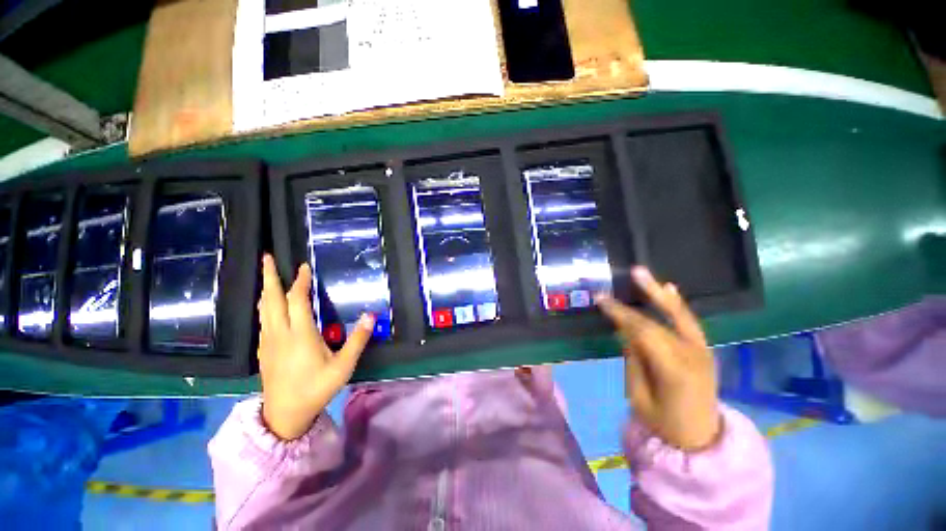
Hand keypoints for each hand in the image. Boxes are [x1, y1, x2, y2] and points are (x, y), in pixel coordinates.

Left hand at [257, 254, 374, 440]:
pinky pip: (262, 320)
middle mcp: (280, 333)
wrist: (285, 415)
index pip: (297, 299)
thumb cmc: (317, 388)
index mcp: (300, 334)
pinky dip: (265, 305)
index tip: (303, 266)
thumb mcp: (343, 365)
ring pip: (263, 309)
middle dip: (270, 277)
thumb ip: (358, 339)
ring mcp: (268, 341)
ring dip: (266, 289)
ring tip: (267, 276)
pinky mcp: (263, 350)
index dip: (300, 281)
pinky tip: (268, 306)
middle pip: (272, 299)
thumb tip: (371, 315)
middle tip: (267, 257)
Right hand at [596, 267, 721, 451]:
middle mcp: (692, 354)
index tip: (601, 300)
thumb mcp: (638, 395)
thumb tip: (623, 330)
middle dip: (637, 300)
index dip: (620, 313)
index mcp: (674, 370)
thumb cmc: (663, 423)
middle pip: (659, 320)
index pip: (643, 331)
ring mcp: (703, 350)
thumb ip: (633, 359)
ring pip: (679, 315)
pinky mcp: (704, 350)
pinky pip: (689, 322)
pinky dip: (677, 305)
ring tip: (643, 274)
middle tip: (624, 277)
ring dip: (659, 293)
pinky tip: (668, 289)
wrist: (699, 441)